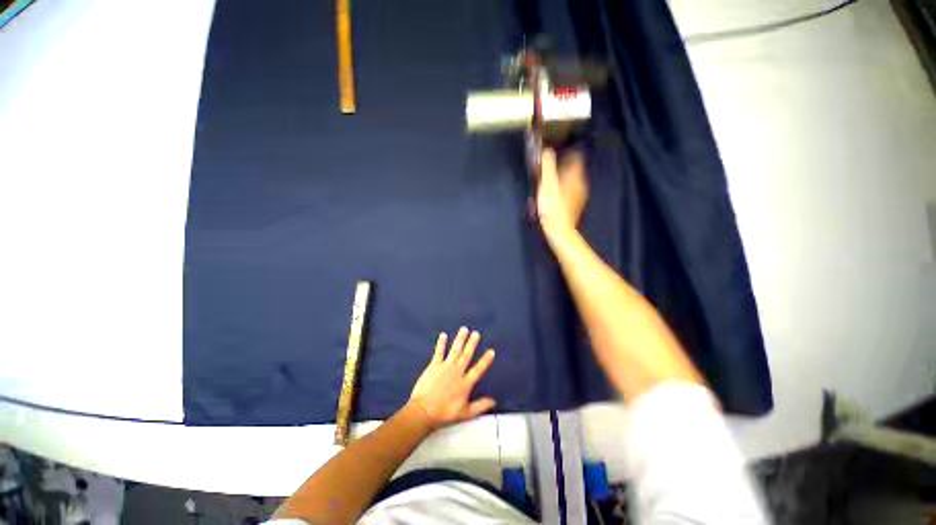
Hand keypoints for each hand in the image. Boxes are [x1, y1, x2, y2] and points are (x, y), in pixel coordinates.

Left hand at [408, 327, 496, 430]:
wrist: (424, 411)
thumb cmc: (444, 413)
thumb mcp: (465, 413)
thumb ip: (480, 406)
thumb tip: (494, 401)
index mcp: (465, 383)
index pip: (478, 369)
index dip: (485, 360)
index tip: (491, 351)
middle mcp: (457, 372)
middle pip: (466, 355)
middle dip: (472, 343)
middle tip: (476, 333)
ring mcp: (445, 367)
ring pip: (455, 350)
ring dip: (460, 339)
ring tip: (464, 329)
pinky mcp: (434, 366)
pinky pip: (439, 352)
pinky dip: (441, 343)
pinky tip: (443, 335)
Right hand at [536, 148, 588, 237]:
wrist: (558, 230)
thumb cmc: (552, 207)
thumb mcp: (547, 184)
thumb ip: (547, 166)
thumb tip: (547, 151)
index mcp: (575, 176)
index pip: (576, 158)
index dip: (567, 153)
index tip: (558, 153)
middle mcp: (580, 184)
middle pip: (573, 170)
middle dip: (562, 167)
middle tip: (549, 168)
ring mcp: (578, 196)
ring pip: (571, 181)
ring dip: (561, 179)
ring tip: (548, 182)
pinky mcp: (574, 206)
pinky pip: (568, 192)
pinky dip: (561, 190)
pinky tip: (552, 196)